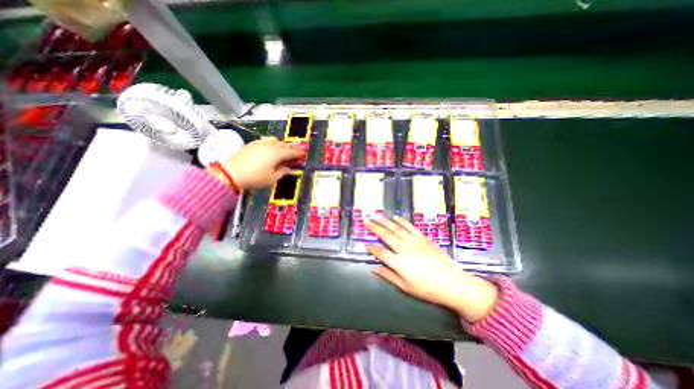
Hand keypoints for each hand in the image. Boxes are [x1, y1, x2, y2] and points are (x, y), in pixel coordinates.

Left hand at [206, 137, 301, 188]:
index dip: (299, 153)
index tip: (304, 153)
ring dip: (282, 145)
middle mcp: (270, 146)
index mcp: (277, 154)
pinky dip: (272, 143)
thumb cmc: (255, 177)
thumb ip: (283, 172)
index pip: (291, 152)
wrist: (232, 173)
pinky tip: (271, 149)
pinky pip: (266, 140)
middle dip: (291, 149)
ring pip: (275, 141)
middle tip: (296, 153)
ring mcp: (260, 143)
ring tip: (284, 150)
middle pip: (284, 145)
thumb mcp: (272, 178)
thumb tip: (288, 168)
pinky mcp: (252, 144)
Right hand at [364, 215, 498, 321]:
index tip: (365, 244)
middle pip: (386, 235)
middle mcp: (404, 249)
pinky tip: (395, 217)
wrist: (453, 283)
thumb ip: (388, 275)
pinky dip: (401, 221)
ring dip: (385, 221)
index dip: (371, 248)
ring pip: (396, 228)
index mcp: (399, 263)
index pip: (380, 252)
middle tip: (366, 220)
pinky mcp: (423, 238)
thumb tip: (373, 268)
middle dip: (374, 227)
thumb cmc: (428, 289)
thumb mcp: (405, 287)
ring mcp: (414, 241)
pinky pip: (410, 227)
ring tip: (376, 216)